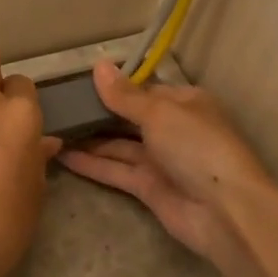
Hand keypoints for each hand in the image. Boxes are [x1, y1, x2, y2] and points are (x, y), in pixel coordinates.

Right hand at [58, 60, 275, 264]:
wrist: (224, 211)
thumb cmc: (197, 147)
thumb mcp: (160, 113)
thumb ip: (124, 95)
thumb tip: (99, 65)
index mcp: (184, 103)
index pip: (144, 90)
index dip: (113, 88)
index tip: (78, 84)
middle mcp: (172, 129)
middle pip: (129, 118)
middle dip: (98, 113)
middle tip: (58, 107)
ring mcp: (160, 160)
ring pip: (119, 145)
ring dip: (89, 139)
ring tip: (53, 129)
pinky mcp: (148, 188)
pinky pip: (115, 170)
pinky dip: (91, 163)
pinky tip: (62, 155)